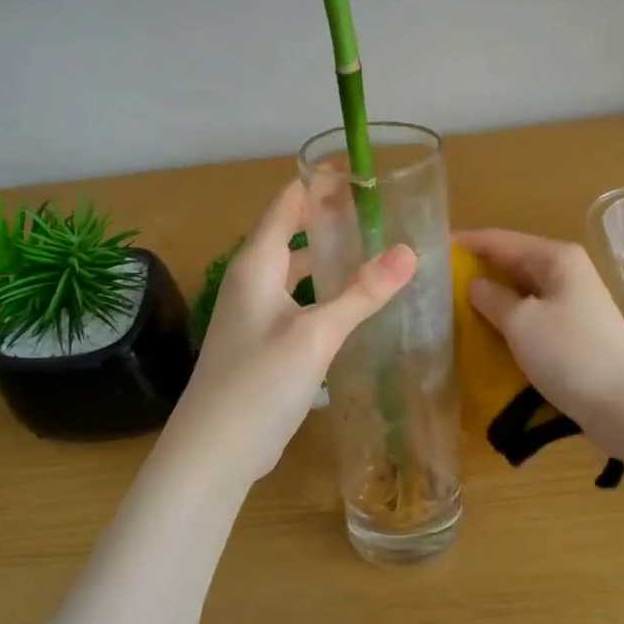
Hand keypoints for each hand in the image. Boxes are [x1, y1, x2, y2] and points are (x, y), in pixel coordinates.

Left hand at [160, 180, 415, 486]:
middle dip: (329, 219)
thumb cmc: (259, 383)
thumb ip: (361, 293)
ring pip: (294, 271)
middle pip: (290, 235)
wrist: (214, 452)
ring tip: (371, 250)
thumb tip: (409, 251)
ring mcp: (254, 315)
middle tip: (378, 211)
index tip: (359, 171)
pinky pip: (296, 302)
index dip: (318, 184)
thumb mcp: (316, 334)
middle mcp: (251, 282)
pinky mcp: (262, 344)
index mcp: (256, 265)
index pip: (286, 204)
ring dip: (326, 258)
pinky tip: (350, 304)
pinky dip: (322, 292)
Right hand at [454, 229, 623, 447]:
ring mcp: (572, 303)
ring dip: (491, 299)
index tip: (431, 250)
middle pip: (512, 263)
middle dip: (476, 271)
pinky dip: (508, 321)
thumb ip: (492, 299)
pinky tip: (486, 334)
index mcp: (556, 258)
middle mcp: (566, 272)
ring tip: (452, 308)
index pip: (500, 240)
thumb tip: (475, 285)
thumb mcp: (521, 323)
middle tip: (436, 284)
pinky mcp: (573, 332)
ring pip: (521, 292)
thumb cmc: (570, 354)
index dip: (466, 243)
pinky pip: (532, 316)